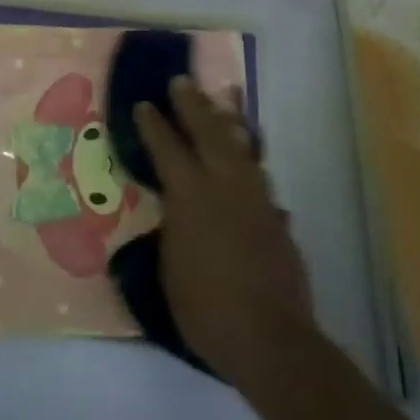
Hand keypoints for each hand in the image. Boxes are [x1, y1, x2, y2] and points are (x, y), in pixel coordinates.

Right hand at [136, 77, 315, 385]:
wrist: (269, 338)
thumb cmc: (205, 309)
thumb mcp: (169, 268)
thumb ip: (172, 229)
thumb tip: (176, 210)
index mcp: (189, 196)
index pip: (167, 149)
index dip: (154, 124)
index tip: (144, 104)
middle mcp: (223, 186)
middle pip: (207, 132)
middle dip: (193, 104)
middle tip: (183, 81)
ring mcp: (254, 198)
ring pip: (241, 145)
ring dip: (229, 119)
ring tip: (225, 96)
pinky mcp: (275, 215)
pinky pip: (259, 173)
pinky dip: (250, 155)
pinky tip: (249, 151)